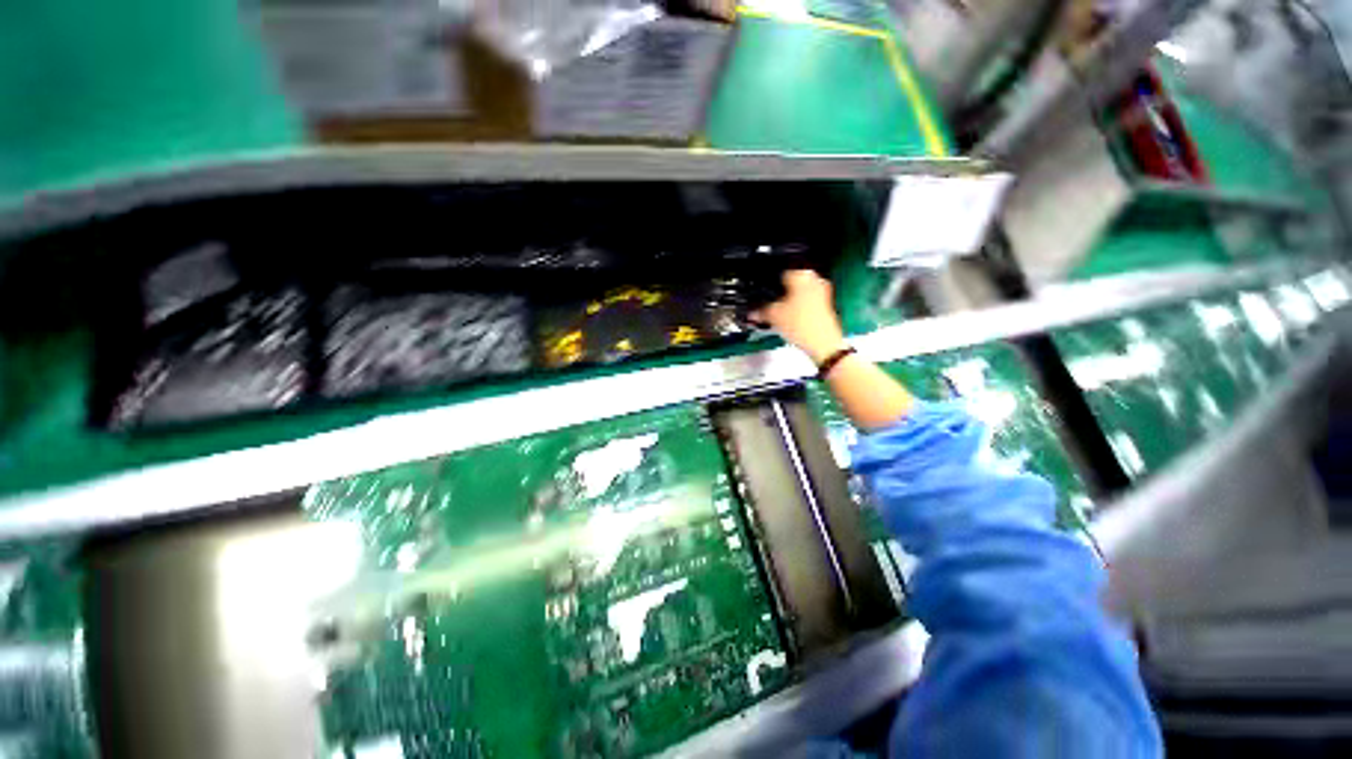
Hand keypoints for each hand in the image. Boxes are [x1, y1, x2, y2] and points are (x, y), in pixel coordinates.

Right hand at [751, 270, 846, 364]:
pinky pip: (806, 304)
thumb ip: (760, 310)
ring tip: (777, 314)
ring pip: (798, 294)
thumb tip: (753, 311)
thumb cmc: (804, 326)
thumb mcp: (773, 315)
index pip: (779, 272)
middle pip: (790, 284)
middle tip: (767, 304)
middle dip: (778, 294)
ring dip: (788, 302)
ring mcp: (822, 293)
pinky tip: (789, 320)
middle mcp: (814, 280)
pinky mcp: (824, 306)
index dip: (768, 284)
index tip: (762, 292)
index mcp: (802, 274)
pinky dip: (796, 309)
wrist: (822, 343)